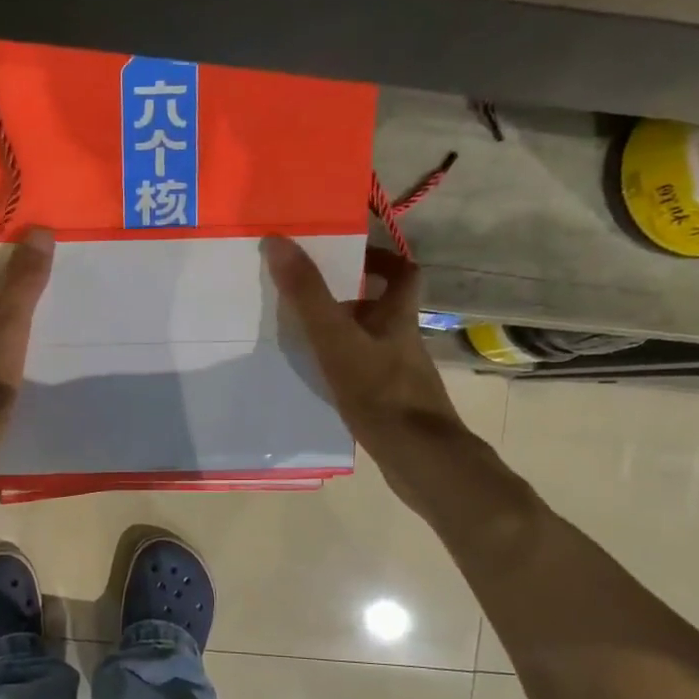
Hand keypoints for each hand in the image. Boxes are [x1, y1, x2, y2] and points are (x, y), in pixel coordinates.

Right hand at [263, 234, 470, 463]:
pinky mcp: (393, 406)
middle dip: (352, 300)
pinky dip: (346, 373)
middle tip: (312, 300)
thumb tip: (280, 241)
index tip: (349, 259)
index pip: (403, 273)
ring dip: (345, 338)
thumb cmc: (379, 391)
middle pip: (384, 309)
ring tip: (305, 341)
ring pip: (373, 344)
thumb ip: (309, 294)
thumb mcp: (336, 338)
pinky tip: (321, 385)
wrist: (418, 457)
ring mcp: (401, 376)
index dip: (380, 260)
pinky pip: (367, 377)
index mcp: (398, 318)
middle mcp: (404, 342)